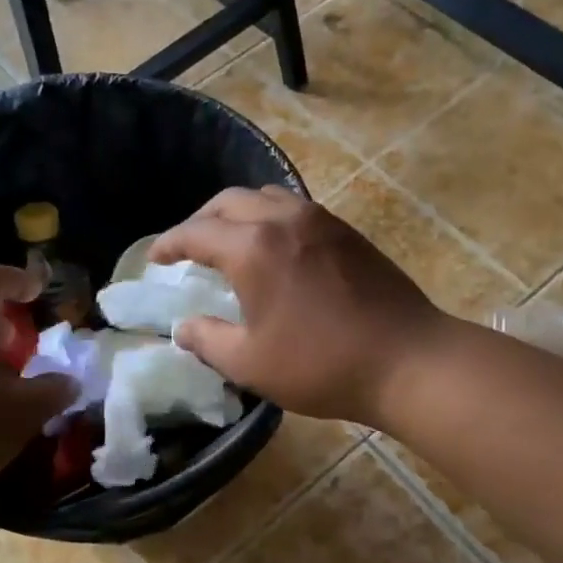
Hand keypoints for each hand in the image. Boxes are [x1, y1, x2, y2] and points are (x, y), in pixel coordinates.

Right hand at [150, 187, 446, 427]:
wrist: (408, 359)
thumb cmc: (322, 364)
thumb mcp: (251, 363)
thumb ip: (208, 341)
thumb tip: (183, 328)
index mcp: (253, 248)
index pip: (196, 233)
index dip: (169, 244)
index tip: (155, 258)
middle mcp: (283, 220)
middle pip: (228, 202)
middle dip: (201, 221)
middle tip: (188, 248)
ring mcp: (320, 220)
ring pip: (265, 197)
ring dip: (238, 214)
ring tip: (230, 242)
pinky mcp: (347, 231)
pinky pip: (295, 208)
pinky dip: (270, 218)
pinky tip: (275, 248)